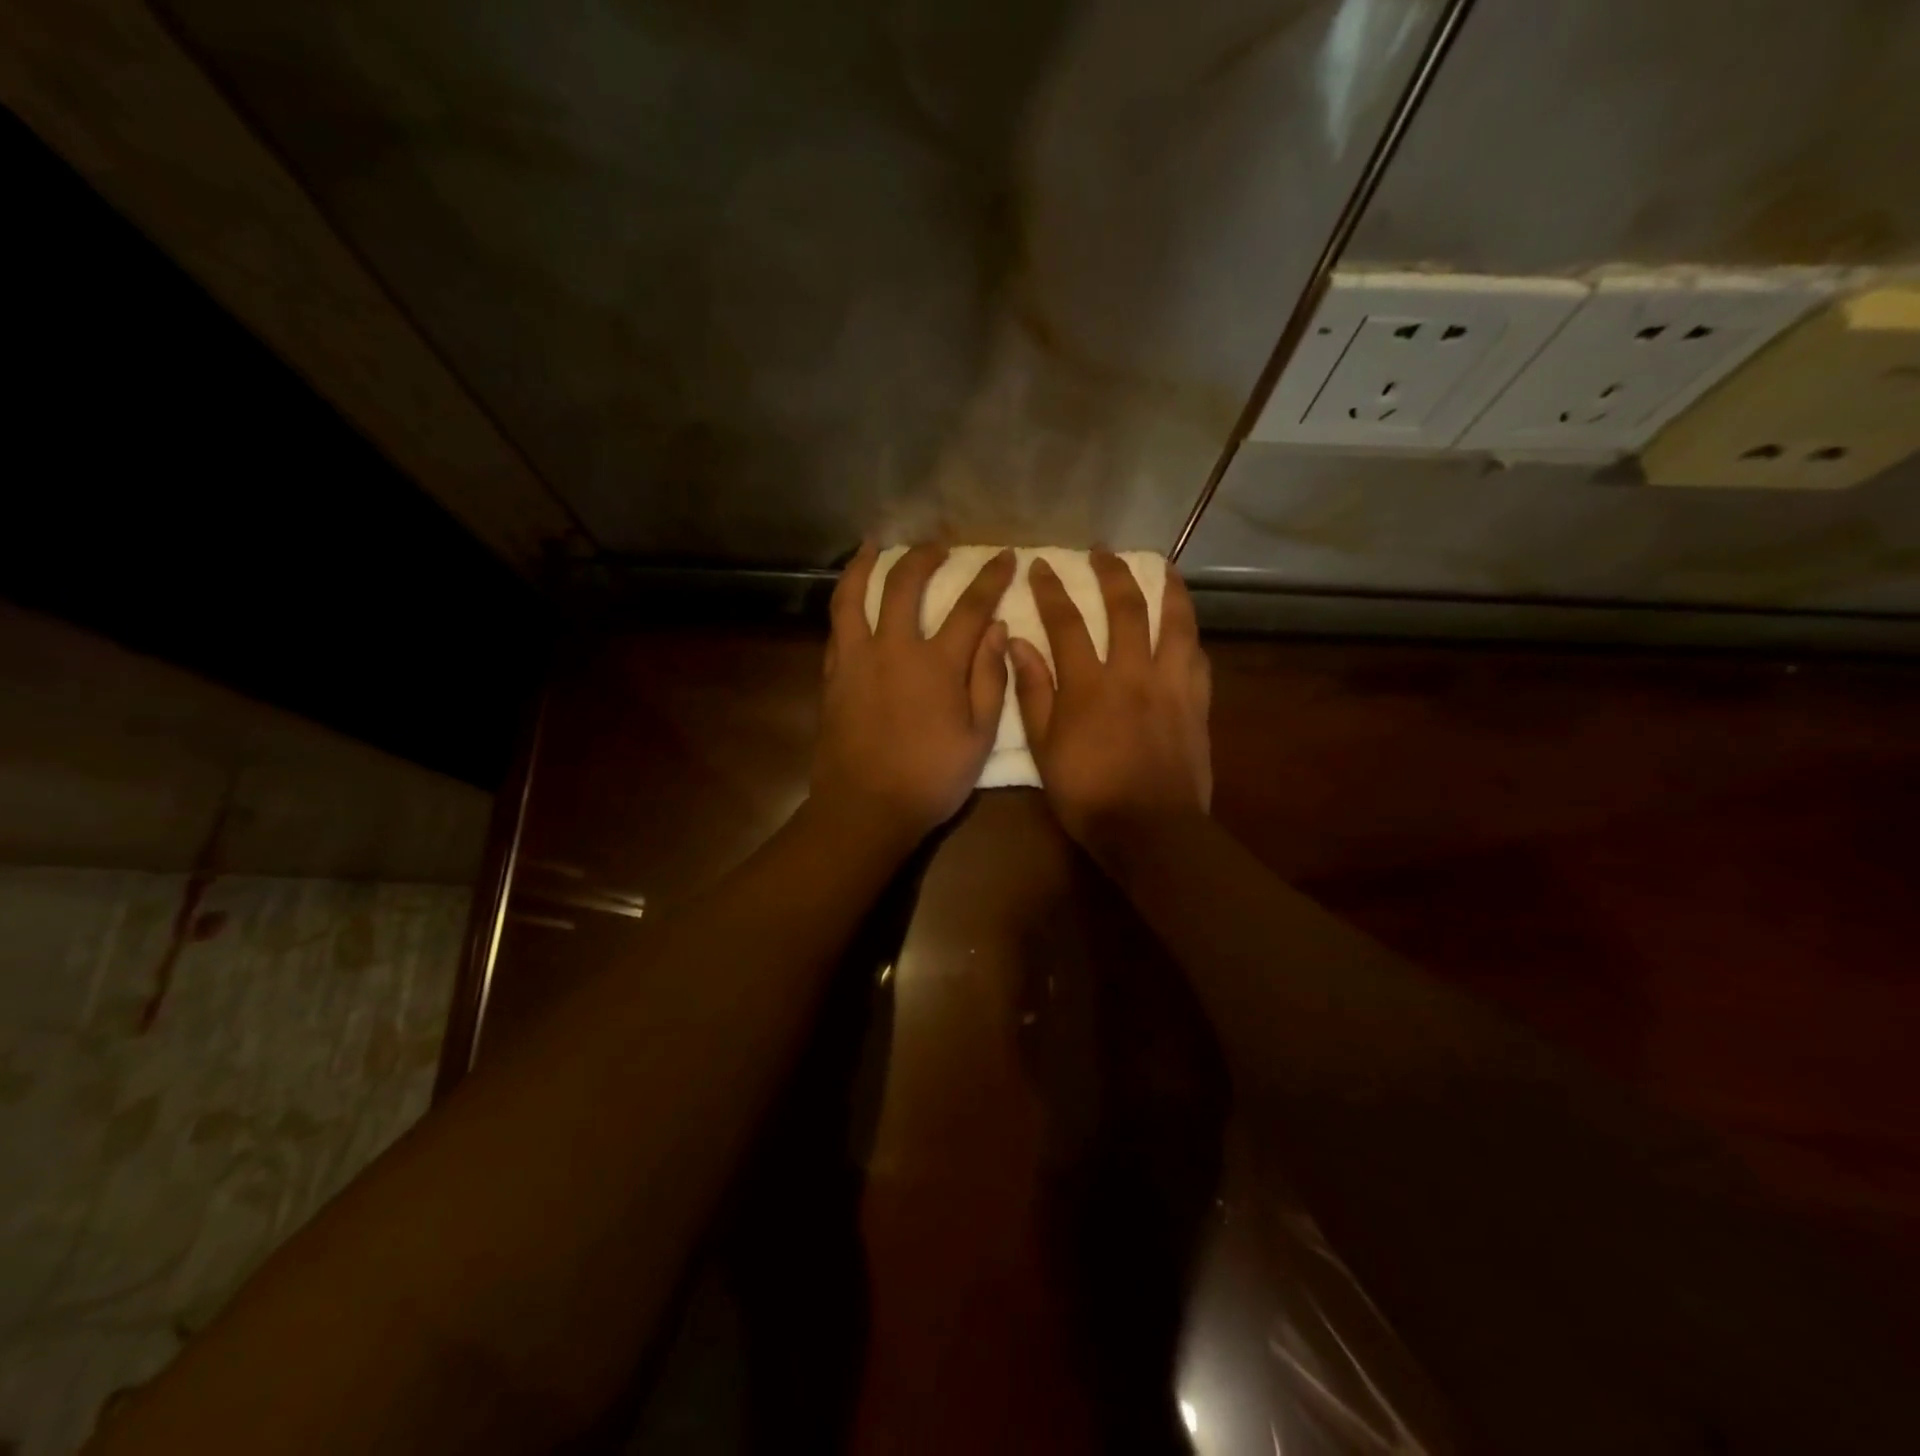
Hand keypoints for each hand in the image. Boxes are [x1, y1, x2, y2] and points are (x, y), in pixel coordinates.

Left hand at [812, 543, 1014, 845]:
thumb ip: (989, 678)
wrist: (866, 808)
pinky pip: (837, 626)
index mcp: (937, 664)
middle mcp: (894, 648)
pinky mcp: (833, 675)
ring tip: (874, 545)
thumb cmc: (931, 778)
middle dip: (924, 555)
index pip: (970, 606)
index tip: (1005, 556)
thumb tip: (997, 629)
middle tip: (938, 546)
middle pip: (905, 583)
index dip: (990, 577)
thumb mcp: (979, 737)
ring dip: (866, 564)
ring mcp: (856, 658)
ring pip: (855, 595)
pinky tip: (852, 597)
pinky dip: (846, 602)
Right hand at [1009, 552, 1211, 853]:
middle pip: (1125, 608)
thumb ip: (1033, 692)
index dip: (1051, 590)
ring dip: (1167, 590)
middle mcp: (1132, 672)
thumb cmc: (1087, 794)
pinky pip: (1197, 657)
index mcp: (1088, 684)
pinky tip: (1186, 628)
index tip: (1042, 565)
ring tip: (1162, 568)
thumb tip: (1019, 643)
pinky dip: (1190, 635)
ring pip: (1174, 623)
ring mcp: (1171, 685)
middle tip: (1101, 552)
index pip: (1066, 622)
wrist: (1149, 829)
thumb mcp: (1044, 748)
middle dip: (1111, 573)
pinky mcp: (1197, 704)